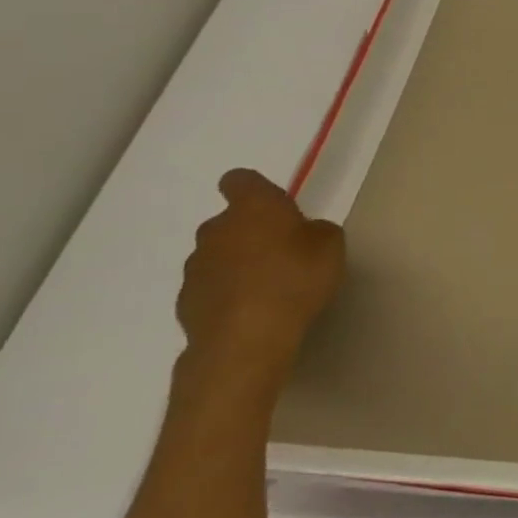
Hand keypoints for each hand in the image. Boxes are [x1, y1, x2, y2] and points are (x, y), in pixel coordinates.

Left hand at [175, 169, 344, 405]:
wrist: (246, 337)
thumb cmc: (296, 279)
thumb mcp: (331, 246)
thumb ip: (317, 231)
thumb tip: (303, 233)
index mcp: (253, 208)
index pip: (240, 180)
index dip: (255, 189)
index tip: (274, 205)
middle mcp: (216, 229)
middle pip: (230, 220)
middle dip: (252, 230)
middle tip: (284, 251)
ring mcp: (196, 265)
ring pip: (220, 253)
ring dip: (240, 261)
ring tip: (271, 285)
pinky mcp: (186, 298)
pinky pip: (213, 284)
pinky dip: (230, 290)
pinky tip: (254, 308)